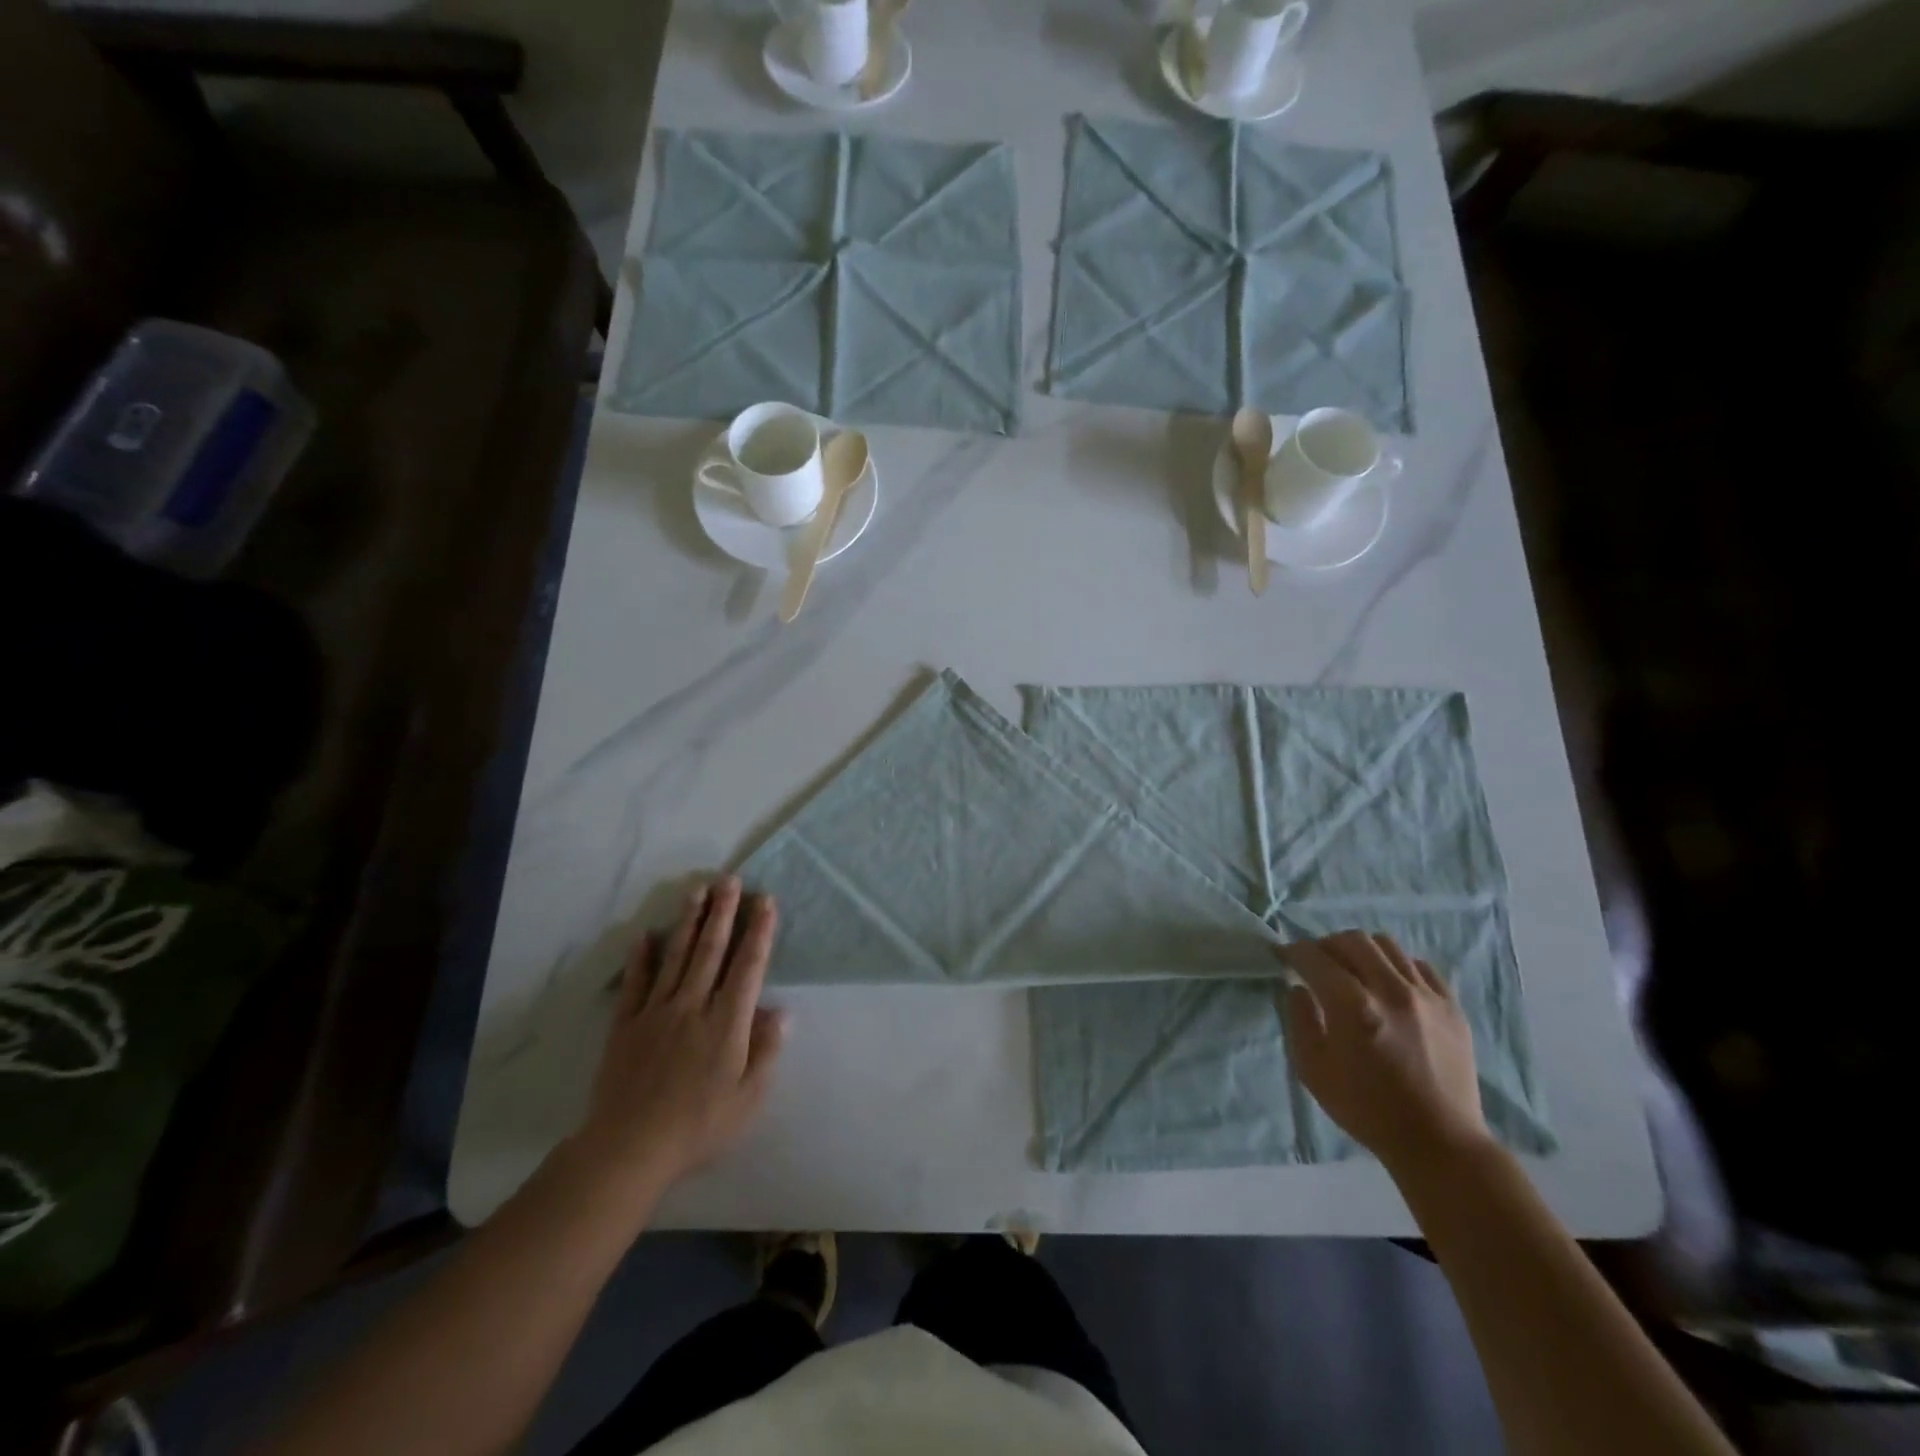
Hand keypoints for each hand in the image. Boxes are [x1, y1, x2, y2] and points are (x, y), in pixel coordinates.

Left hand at [575, 878, 787, 1197]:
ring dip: (690, 922)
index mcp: (727, 1023)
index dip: (758, 932)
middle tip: (730, 880)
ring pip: (677, 957)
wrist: (629, 1149)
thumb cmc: (699, 1126)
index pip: (748, 967)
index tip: (765, 902)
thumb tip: (781, 1010)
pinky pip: (635, 983)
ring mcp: (656, 1012)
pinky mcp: (626, 1025)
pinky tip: (645, 934)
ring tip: (698, 890)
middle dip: (724, 912)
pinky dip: (641, 957)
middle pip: (711, 950)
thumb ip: (766, 1050)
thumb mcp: (748, 1097)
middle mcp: (693, 1006)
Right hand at [1279, 931, 1489, 1175]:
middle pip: (1352, 940)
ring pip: (1387, 945)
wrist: (1439, 1142)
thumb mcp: (1312, 1070)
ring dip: (1361, 950)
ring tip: (1353, 969)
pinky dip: (1397, 966)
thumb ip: (1299, 1020)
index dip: (1293, 951)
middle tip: (1317, 963)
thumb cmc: (1366, 1109)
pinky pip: (1420, 966)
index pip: (1314, 957)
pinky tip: (1389, 985)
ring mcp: (1426, 997)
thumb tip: (1299, 988)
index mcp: (1353, 1007)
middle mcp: (1391, 991)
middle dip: (1326, 945)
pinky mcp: (1452, 1007)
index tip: (1284, 955)